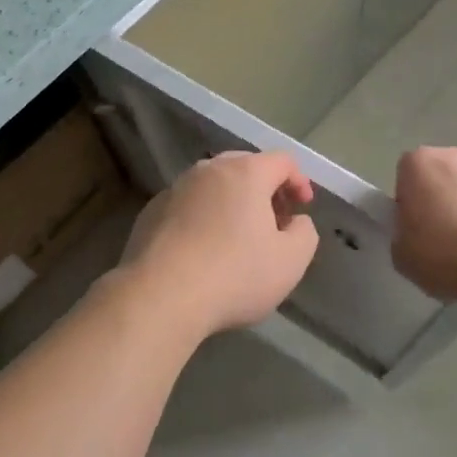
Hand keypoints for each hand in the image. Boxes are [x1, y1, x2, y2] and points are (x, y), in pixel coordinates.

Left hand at [113, 151, 318, 339]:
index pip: (282, 161)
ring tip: (239, 236)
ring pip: (213, 185)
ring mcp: (176, 188)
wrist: (161, 295)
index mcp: (245, 172)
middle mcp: (209, 169)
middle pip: (245, 166)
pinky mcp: (152, 210)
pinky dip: (203, 216)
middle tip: (275, 220)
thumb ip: (304, 233)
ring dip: (232, 202)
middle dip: (265, 189)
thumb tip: (294, 221)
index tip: (303, 208)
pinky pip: (188, 204)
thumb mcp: (290, 261)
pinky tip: (203, 249)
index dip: (299, 181)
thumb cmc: (234, 274)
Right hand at [393, 147, 456, 306]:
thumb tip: (415, 231)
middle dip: (442, 197)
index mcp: (419, 163)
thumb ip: (401, 233)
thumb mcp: (401, 255)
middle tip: (444, 236)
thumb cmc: (445, 256)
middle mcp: (456, 155)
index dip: (409, 202)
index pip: (406, 176)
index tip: (415, 228)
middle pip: (442, 173)